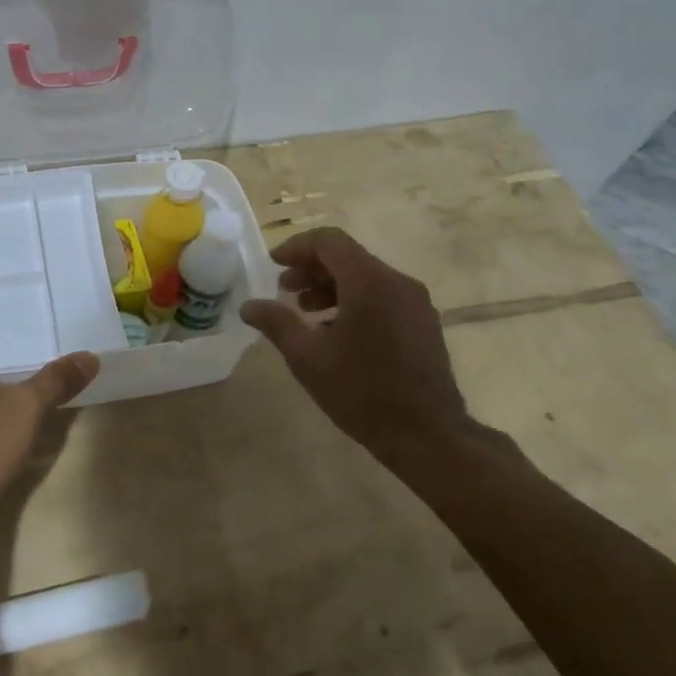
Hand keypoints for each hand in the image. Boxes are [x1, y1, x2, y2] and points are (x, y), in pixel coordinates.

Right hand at [240, 227, 473, 465]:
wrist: (427, 434)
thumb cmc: (362, 392)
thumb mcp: (308, 358)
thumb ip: (277, 323)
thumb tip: (249, 306)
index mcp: (369, 282)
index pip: (329, 241)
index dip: (296, 247)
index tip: (273, 265)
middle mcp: (397, 281)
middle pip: (348, 257)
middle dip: (311, 268)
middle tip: (284, 291)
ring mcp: (415, 301)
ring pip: (366, 277)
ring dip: (331, 286)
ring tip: (306, 313)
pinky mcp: (422, 321)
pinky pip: (382, 295)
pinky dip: (354, 300)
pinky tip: (335, 331)